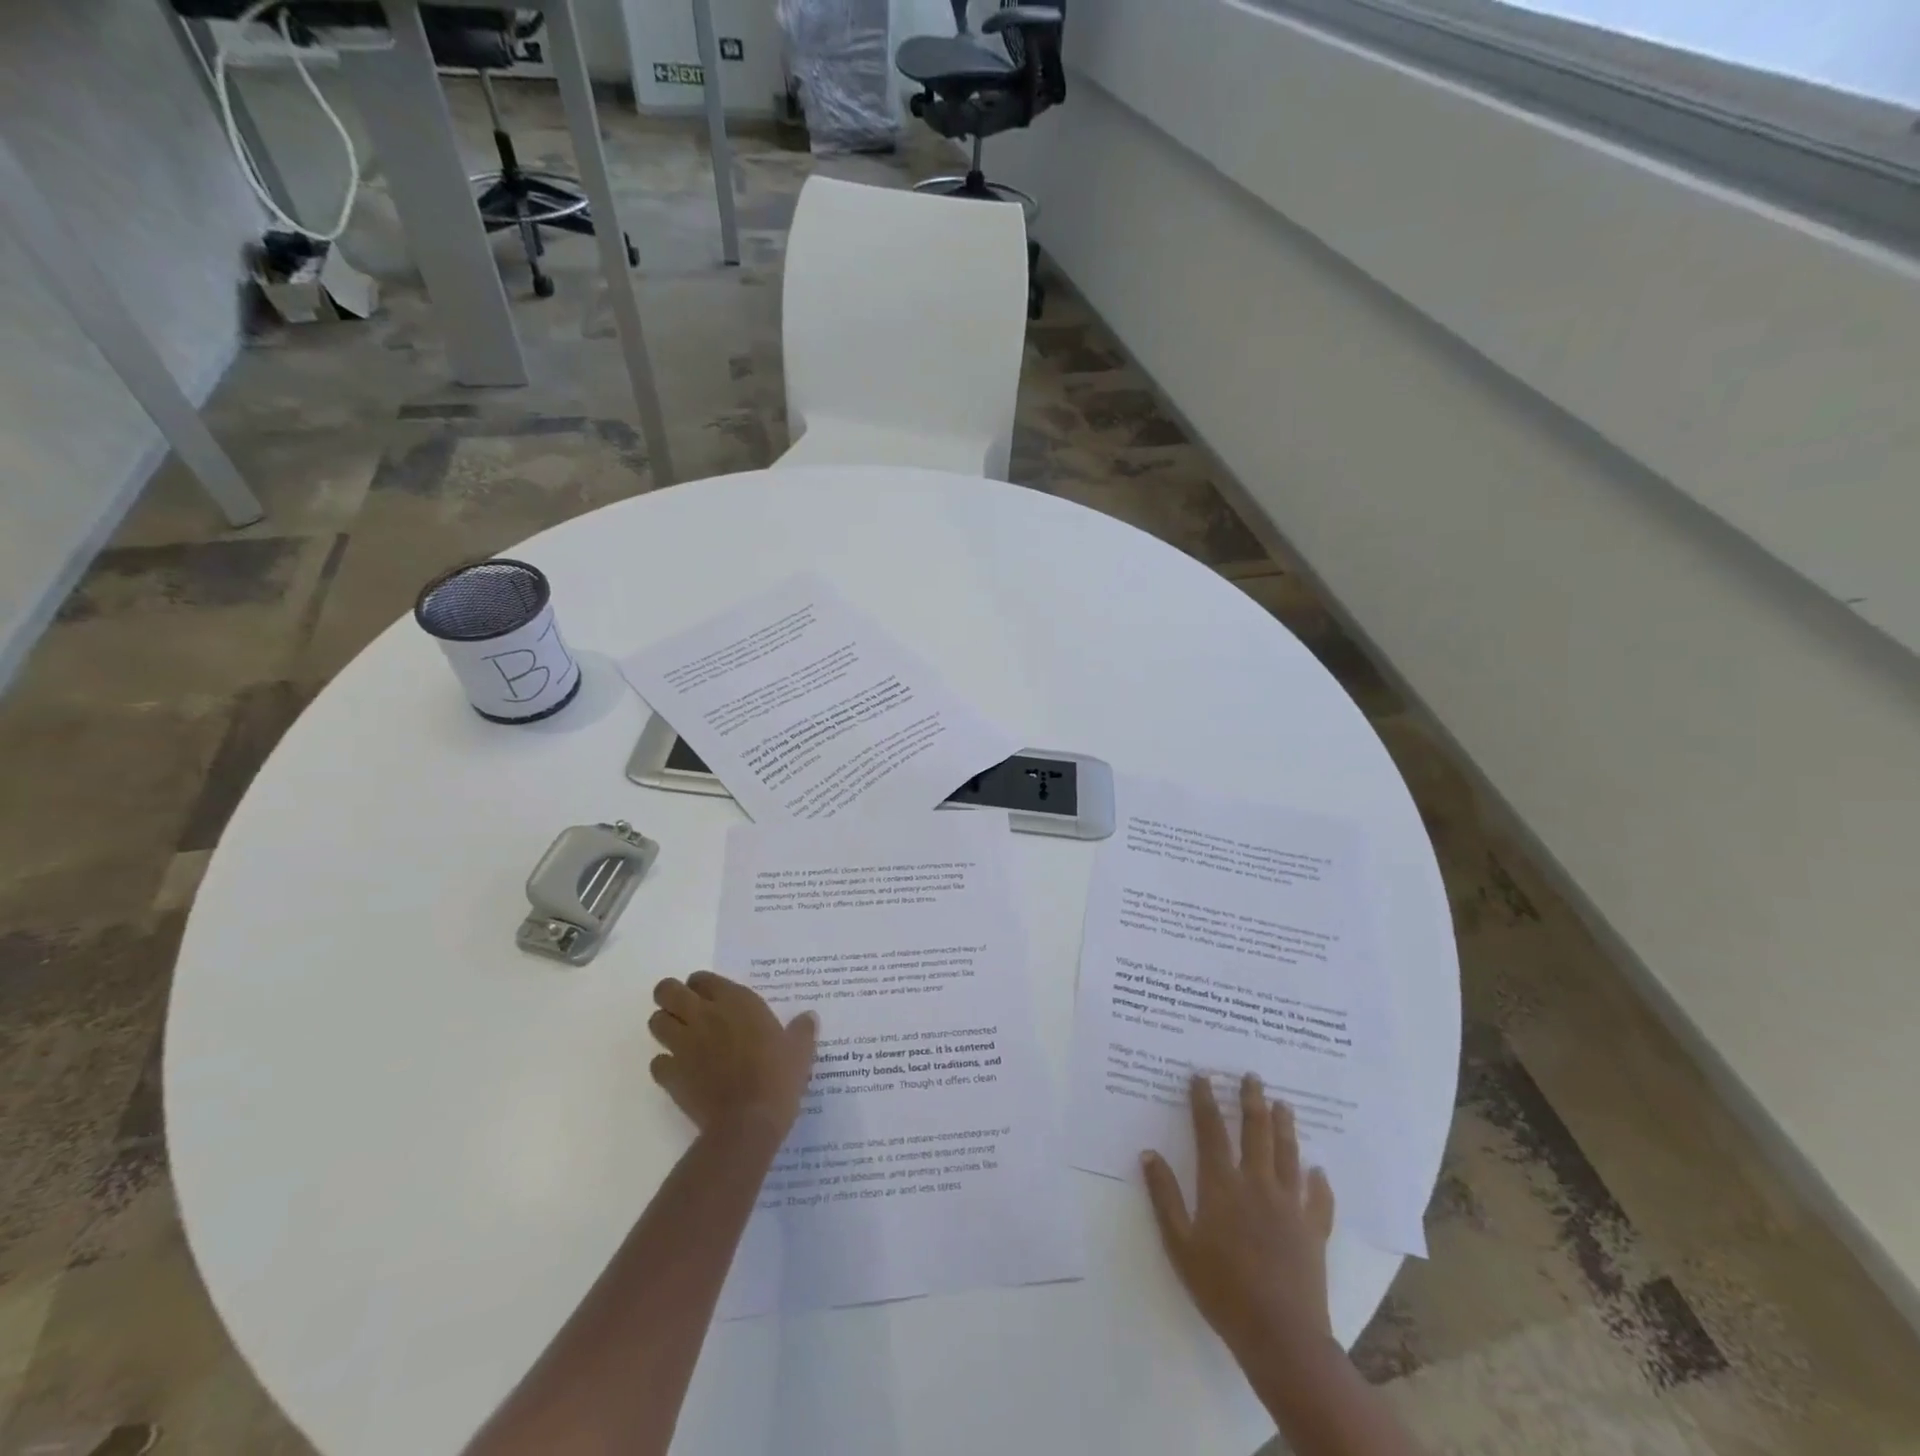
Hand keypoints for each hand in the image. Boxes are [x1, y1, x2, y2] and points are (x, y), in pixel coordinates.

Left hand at [648, 972, 817, 1140]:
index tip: (712, 996)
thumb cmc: (778, 1077)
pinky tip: (681, 1072)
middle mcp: (704, 1016)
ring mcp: (683, 1045)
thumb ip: (802, 1030)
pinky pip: (657, 1062)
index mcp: (735, 1002)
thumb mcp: (800, 1050)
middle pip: (667, 991)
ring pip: (656, 1022)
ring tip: (681, 1038)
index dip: (702, 985)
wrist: (749, 1122)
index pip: (702, 978)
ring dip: (665, 1026)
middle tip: (685, 1010)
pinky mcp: (671, 1075)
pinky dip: (665, 1065)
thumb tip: (808, 1017)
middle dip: (671, 996)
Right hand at [1142, 1073, 1336, 1361]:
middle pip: (1255, 1132)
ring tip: (1284, 1104)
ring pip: (1288, 1154)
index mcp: (1222, 1185)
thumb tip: (1148, 1153)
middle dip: (1251, 1100)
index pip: (1210, 1131)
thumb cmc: (1221, 1289)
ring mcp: (1289, 1206)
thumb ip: (1164, 1196)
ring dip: (1285, 1126)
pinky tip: (1319, 1170)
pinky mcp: (1313, 1230)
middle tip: (1252, 1076)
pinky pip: (1319, 1199)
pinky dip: (1320, 1182)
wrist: (1280, 1335)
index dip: (1204, 1101)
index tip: (1202, 1076)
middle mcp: (1257, 1184)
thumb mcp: (1179, 1244)